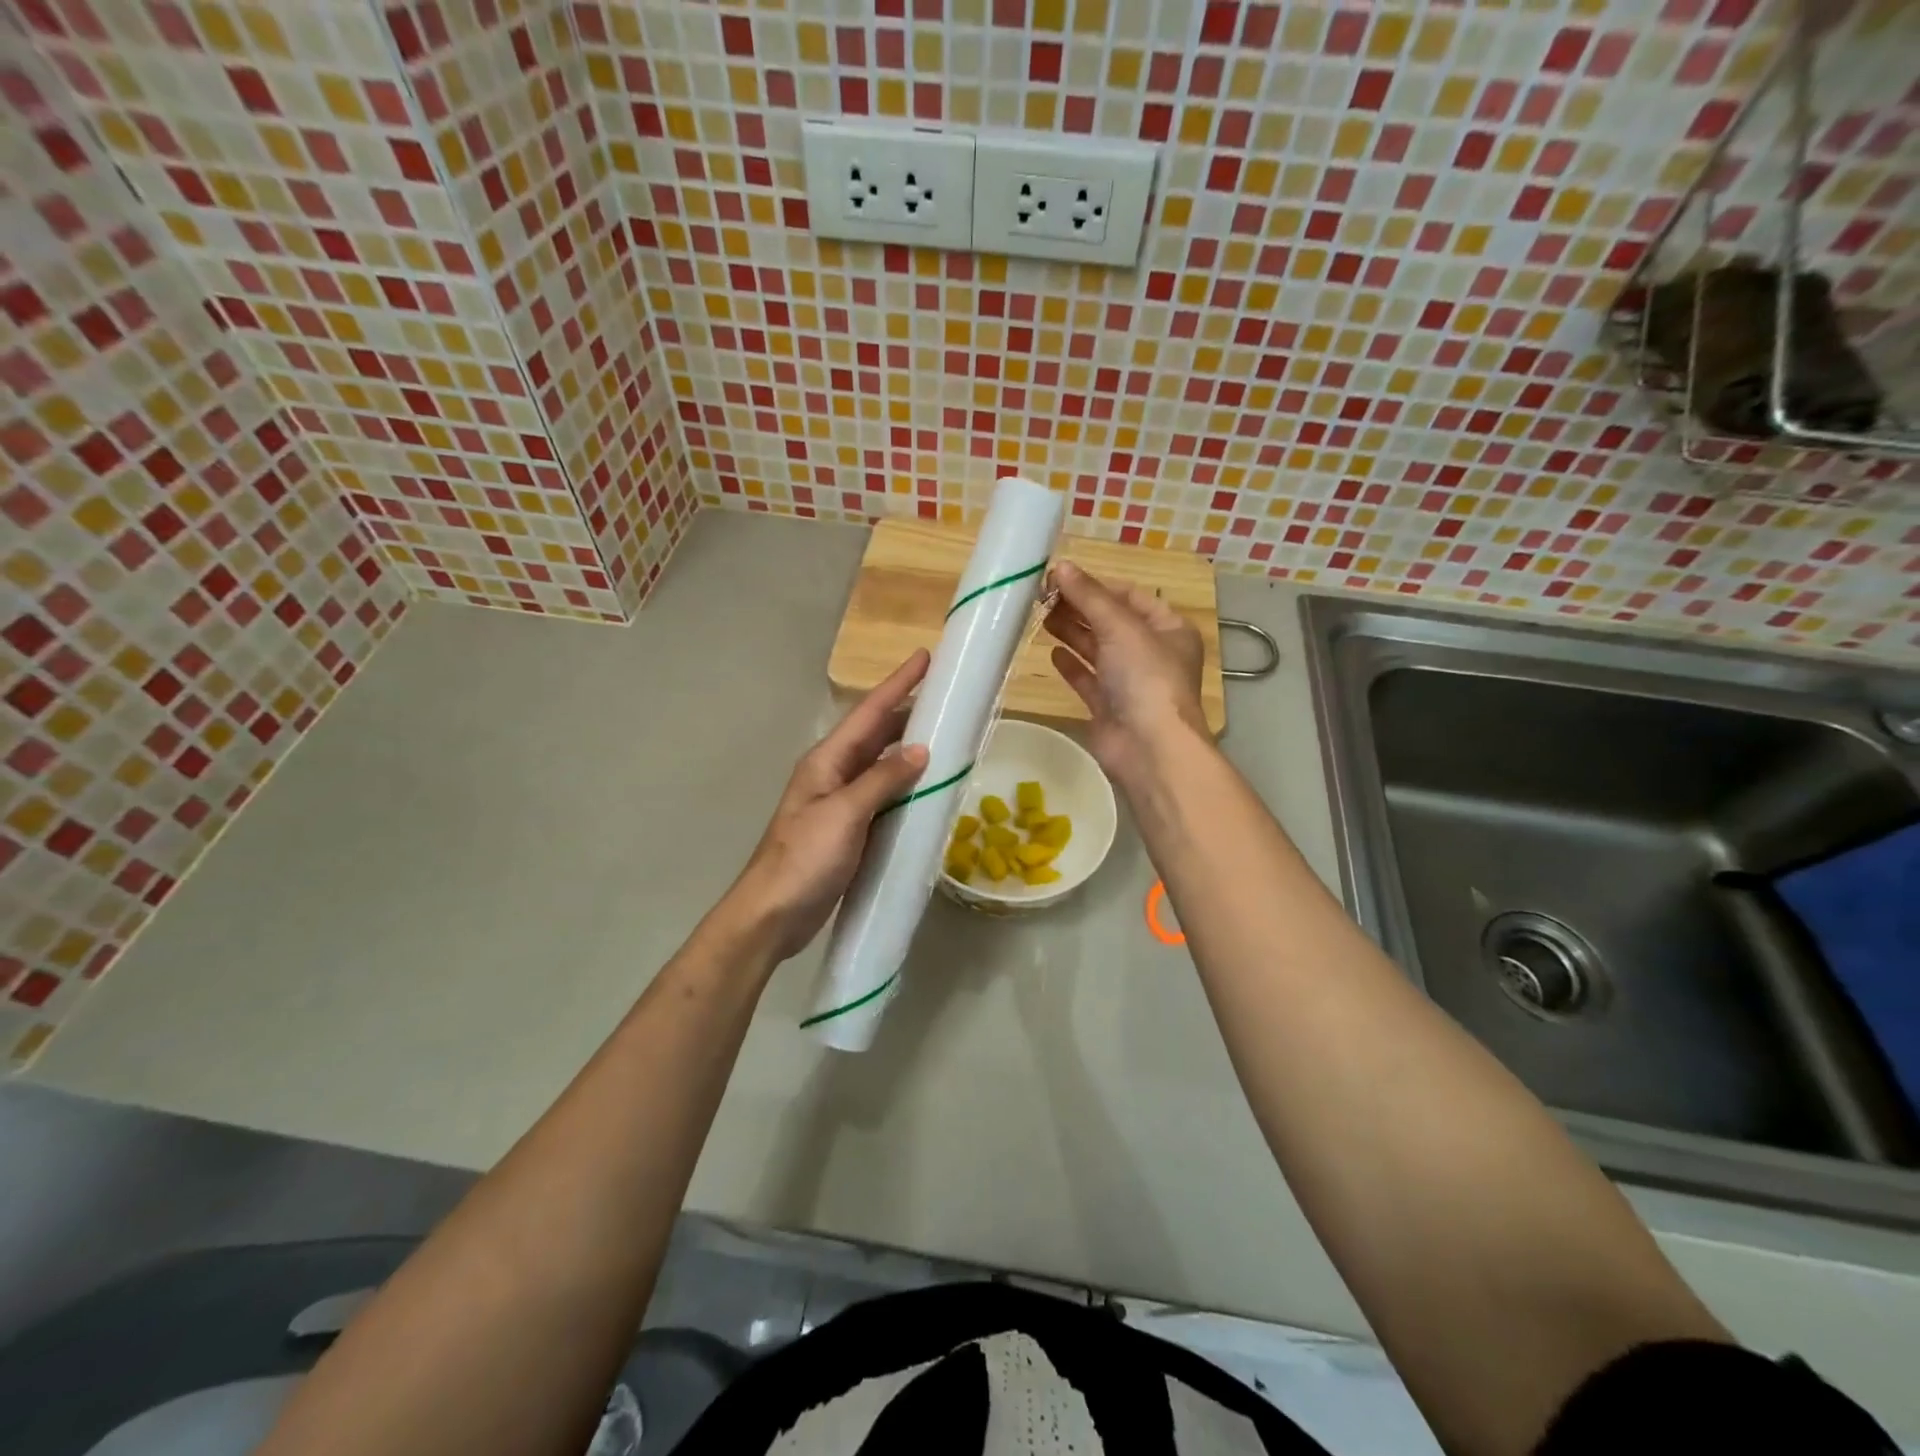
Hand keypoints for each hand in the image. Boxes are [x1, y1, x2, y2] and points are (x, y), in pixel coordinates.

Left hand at [726, 649, 930, 961]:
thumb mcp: (844, 814)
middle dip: (906, 712)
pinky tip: (927, 788)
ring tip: (945, 735)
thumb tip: (920, 749)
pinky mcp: (851, 830)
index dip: (898, 684)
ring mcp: (842, 803)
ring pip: (881, 765)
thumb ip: (882, 780)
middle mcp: (834, 774)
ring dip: (908, 748)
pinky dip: (906, 786)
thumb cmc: (804, 859)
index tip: (924, 657)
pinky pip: (884, 797)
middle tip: (945, 697)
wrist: (773, 915)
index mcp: (827, 761)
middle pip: (875, 734)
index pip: (869, 713)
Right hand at [1044, 560, 1206, 781]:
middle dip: (1079, 608)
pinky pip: (1088, 679)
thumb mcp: (1120, 627)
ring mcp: (1130, 683)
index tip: (1060, 578)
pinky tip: (1051, 653)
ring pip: (1097, 649)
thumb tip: (1060, 566)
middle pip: (1111, 622)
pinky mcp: (1109, 707)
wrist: (1149, 748)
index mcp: (1168, 629)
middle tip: (1041, 596)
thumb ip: (1089, 597)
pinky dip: (1071, 665)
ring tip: (1040, 616)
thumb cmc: (1145, 678)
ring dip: (1071, 632)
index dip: (1097, 585)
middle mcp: (1152, 654)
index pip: (1130, 597)